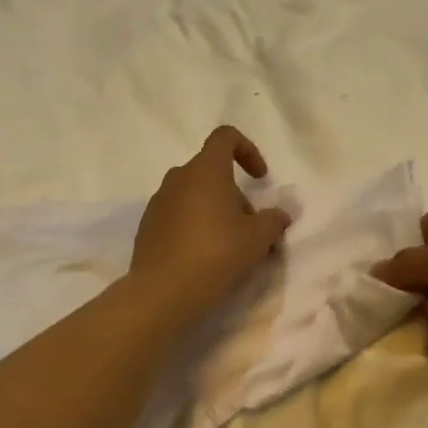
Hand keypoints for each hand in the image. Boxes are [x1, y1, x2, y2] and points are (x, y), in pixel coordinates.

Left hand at [130, 127, 291, 317]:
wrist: (163, 291)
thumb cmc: (216, 254)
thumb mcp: (258, 238)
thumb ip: (274, 220)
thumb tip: (280, 214)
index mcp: (205, 170)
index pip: (225, 137)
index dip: (248, 150)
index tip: (260, 178)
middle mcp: (177, 178)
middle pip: (211, 172)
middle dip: (234, 194)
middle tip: (249, 228)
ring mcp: (158, 202)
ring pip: (193, 195)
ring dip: (214, 211)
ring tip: (227, 246)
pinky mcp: (147, 226)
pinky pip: (177, 216)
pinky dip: (193, 227)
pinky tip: (202, 257)